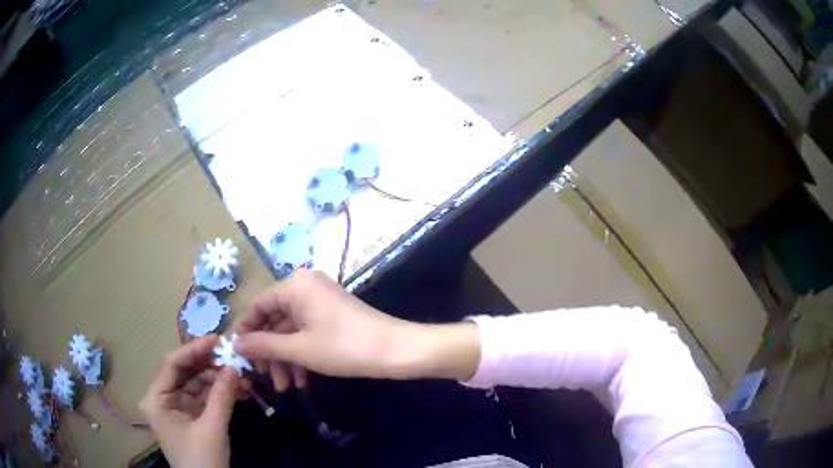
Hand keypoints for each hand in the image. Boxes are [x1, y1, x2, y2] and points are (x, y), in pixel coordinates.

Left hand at [140, 336, 239, 467]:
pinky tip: (240, 390)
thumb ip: (221, 396)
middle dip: (209, 365)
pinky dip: (221, 392)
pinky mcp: (192, 415)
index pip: (172, 365)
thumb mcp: (212, 428)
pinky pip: (205, 396)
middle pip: (185, 372)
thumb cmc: (202, 460)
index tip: (216, 340)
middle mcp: (164, 398)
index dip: (193, 350)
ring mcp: (178, 406)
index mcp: (156, 399)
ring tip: (242, 377)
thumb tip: (235, 366)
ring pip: (197, 382)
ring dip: (218, 379)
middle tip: (233, 358)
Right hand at [235, 269, 480, 389]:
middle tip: (267, 379)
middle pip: (274, 320)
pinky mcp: (331, 315)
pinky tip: (301, 380)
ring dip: (286, 359)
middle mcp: (305, 287)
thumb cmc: (342, 347)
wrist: (394, 349)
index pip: (258, 305)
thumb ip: (263, 345)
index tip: (240, 355)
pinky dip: (301, 354)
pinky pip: (307, 332)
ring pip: (291, 330)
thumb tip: (236, 344)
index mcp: (294, 286)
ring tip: (286, 387)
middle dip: (270, 353)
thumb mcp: (298, 349)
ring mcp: (320, 301)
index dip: (247, 330)